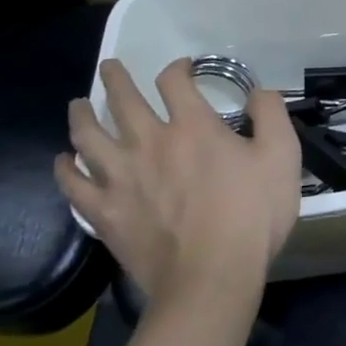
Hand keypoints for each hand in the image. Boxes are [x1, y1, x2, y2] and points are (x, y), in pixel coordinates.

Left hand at [56, 58, 300, 307]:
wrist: (212, 277)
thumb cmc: (252, 215)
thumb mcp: (282, 157)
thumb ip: (271, 114)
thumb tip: (259, 90)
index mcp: (193, 126)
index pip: (174, 81)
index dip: (177, 68)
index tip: (182, 69)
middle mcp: (150, 142)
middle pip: (122, 99)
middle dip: (115, 78)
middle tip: (110, 67)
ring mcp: (121, 177)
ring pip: (87, 136)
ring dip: (80, 115)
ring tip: (77, 105)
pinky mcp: (104, 212)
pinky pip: (73, 184)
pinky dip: (64, 168)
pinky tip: (63, 161)